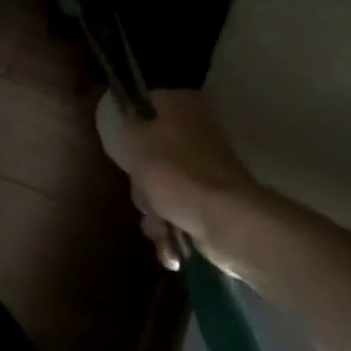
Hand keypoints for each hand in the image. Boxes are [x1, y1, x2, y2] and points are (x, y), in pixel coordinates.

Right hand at [103, 90, 259, 270]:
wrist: (226, 221)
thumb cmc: (174, 172)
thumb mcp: (136, 140)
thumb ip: (128, 125)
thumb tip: (134, 124)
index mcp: (181, 106)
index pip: (146, 104)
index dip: (131, 125)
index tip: (125, 149)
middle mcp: (197, 131)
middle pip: (152, 152)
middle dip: (143, 182)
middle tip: (144, 195)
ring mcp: (207, 167)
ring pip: (164, 185)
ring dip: (155, 211)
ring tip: (160, 228)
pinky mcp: (214, 200)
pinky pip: (182, 208)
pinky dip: (174, 228)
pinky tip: (171, 246)